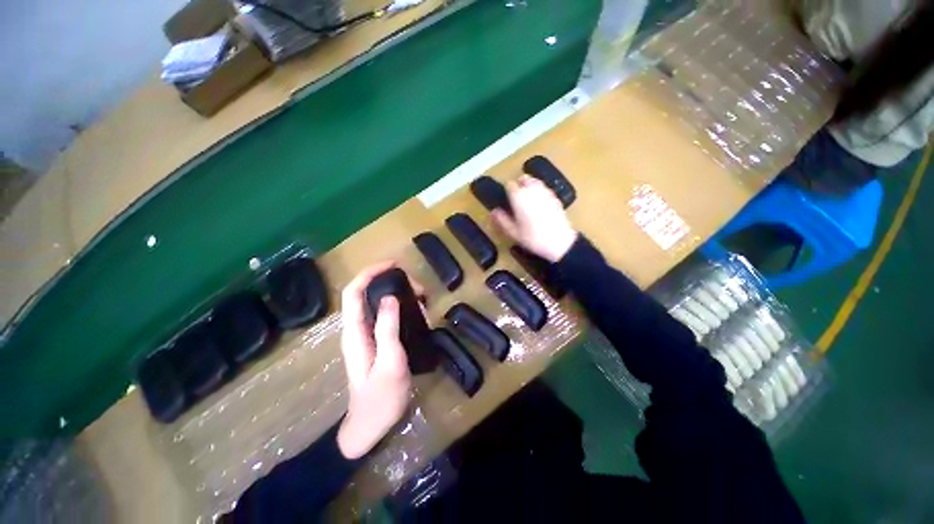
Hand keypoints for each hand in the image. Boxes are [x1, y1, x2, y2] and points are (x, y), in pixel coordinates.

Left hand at [337, 261, 415, 459]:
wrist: (372, 424)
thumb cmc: (381, 397)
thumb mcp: (389, 362)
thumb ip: (388, 329)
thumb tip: (390, 298)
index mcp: (355, 332)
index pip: (354, 292)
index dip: (370, 273)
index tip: (393, 265)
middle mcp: (357, 329)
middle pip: (367, 293)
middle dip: (391, 283)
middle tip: (419, 289)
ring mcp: (367, 334)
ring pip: (379, 303)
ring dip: (400, 294)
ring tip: (422, 300)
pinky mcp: (377, 340)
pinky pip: (387, 314)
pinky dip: (402, 307)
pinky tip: (417, 313)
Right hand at [492, 175, 577, 262]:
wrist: (559, 241)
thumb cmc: (533, 237)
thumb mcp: (513, 232)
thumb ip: (502, 219)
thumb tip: (494, 211)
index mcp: (519, 196)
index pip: (509, 185)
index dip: (507, 191)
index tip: (506, 199)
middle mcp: (532, 189)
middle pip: (523, 178)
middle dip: (519, 184)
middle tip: (516, 198)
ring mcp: (545, 191)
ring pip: (535, 181)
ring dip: (529, 186)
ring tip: (528, 199)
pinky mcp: (555, 196)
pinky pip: (544, 188)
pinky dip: (540, 191)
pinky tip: (539, 204)